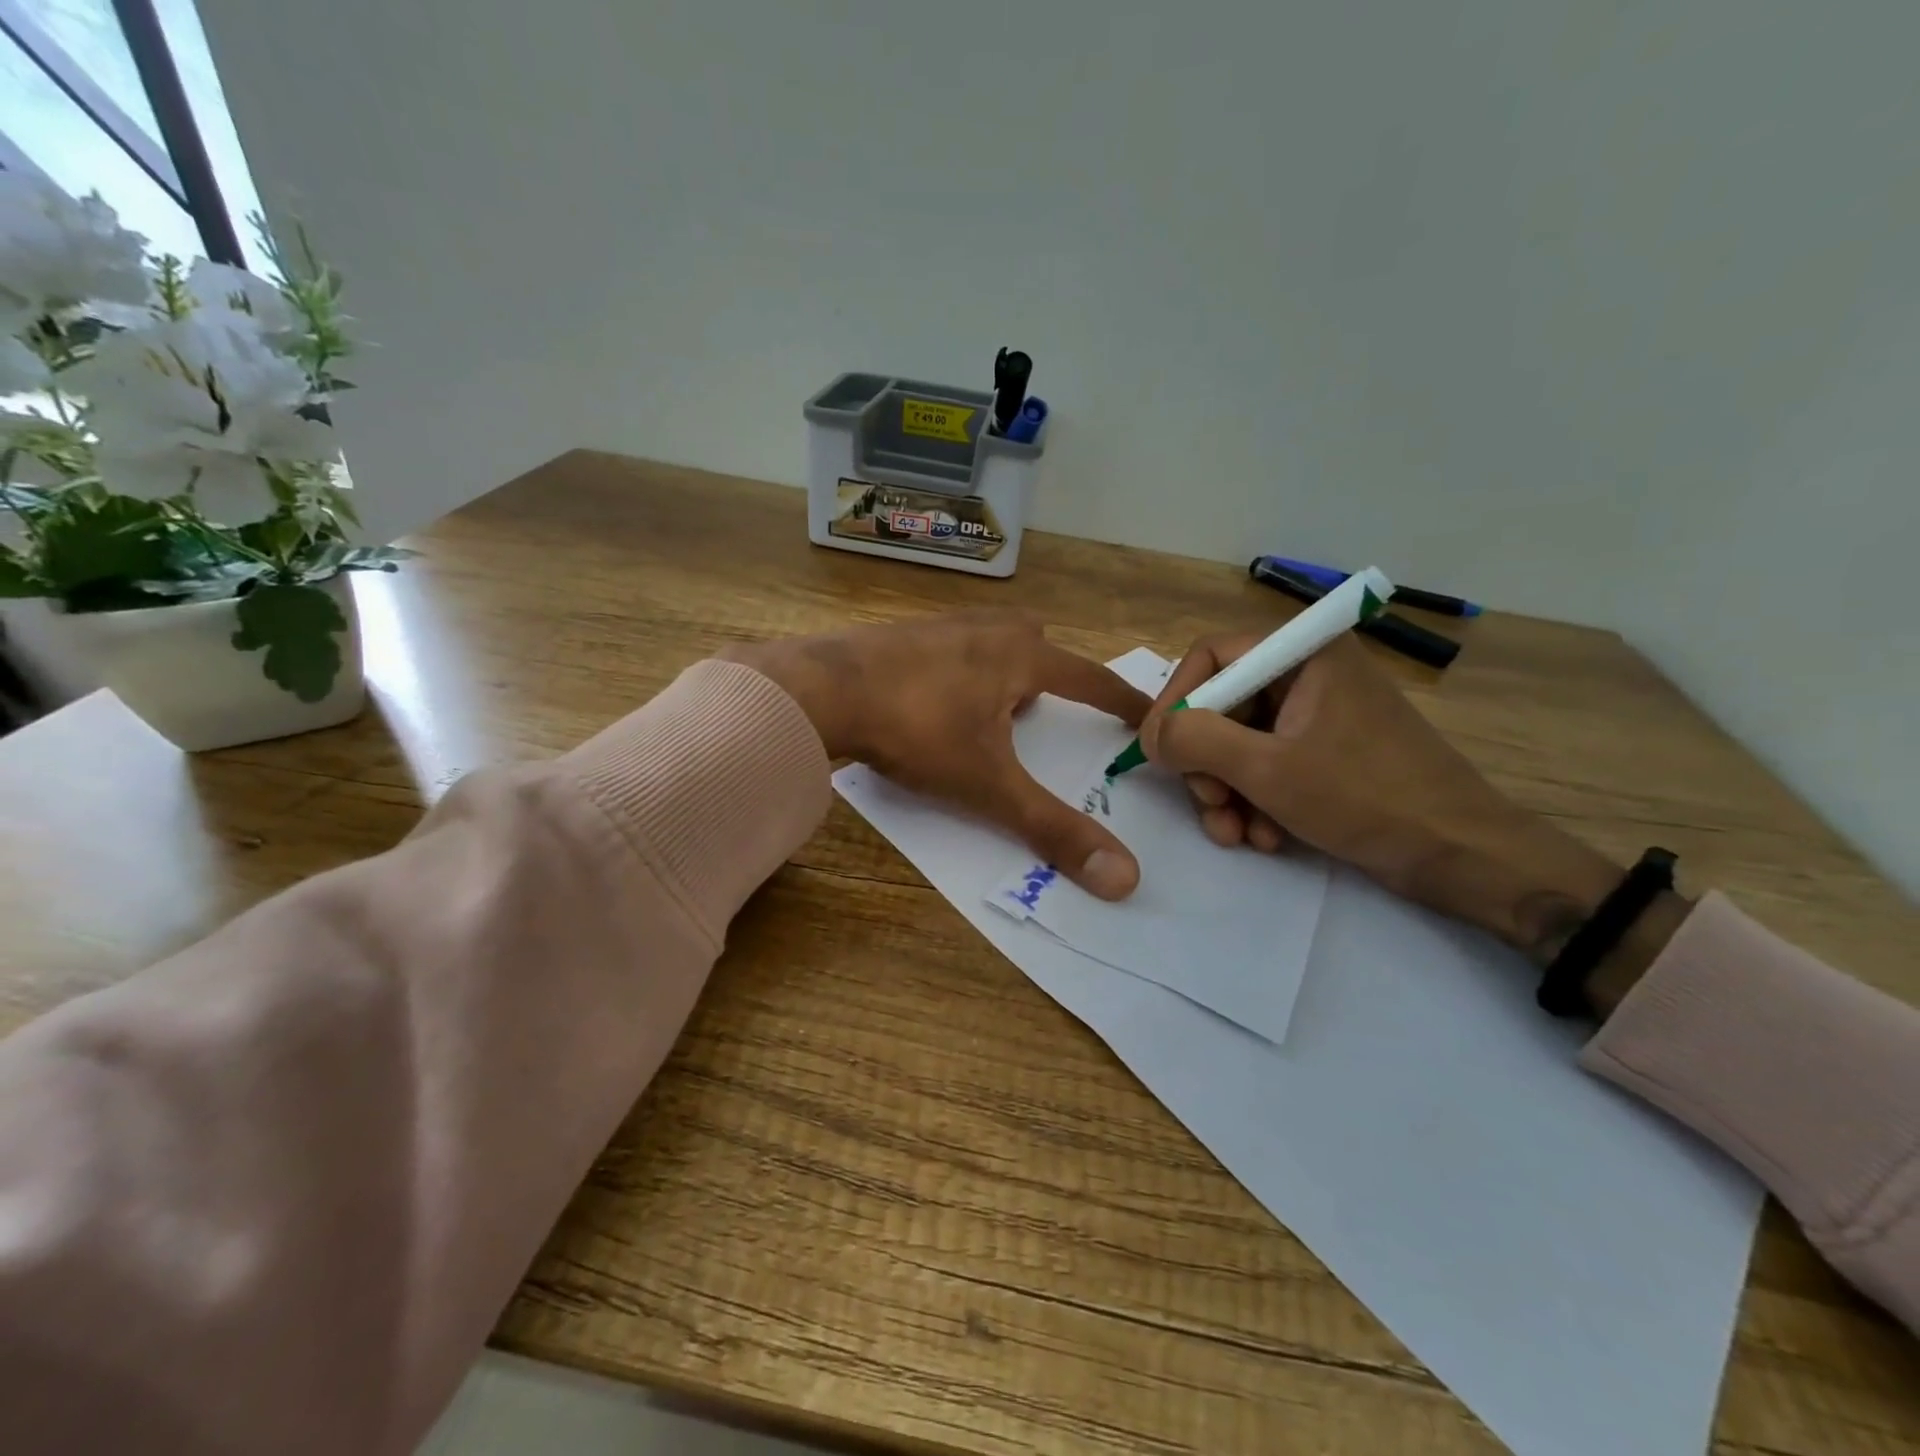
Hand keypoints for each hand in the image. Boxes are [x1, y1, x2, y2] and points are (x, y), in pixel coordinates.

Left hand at [724, 612, 1149, 900]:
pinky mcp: (896, 637)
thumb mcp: (988, 785)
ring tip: (987, 715)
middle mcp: (983, 630)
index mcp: (1018, 655)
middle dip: (1048, 674)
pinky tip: (932, 705)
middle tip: (1041, 713)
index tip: (1144, 713)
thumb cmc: (918, 729)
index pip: (1089, 677)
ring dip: (999, 672)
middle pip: (1034, 641)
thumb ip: (1051, 828)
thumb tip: (1124, 878)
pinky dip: (955, 673)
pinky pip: (945, 650)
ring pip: (987, 642)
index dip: (1120, 699)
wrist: (821, 690)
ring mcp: (936, 628)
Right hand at [1140, 634, 1649, 980]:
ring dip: (1227, 792)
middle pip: (1222, 705)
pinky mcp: (1327, 753)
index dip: (1175, 701)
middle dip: (1206, 762)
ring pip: (1240, 742)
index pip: (1210, 657)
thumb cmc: (1366, 798)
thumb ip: (1196, 740)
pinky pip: (1268, 765)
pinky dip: (1256, 800)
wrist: (1463, 856)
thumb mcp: (1267, 769)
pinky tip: (1265, 837)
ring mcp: (1319, 716)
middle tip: (1208, 803)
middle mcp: (1308, 674)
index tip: (1157, 752)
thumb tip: (1153, 734)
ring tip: (1237, 834)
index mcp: (1304, 654)